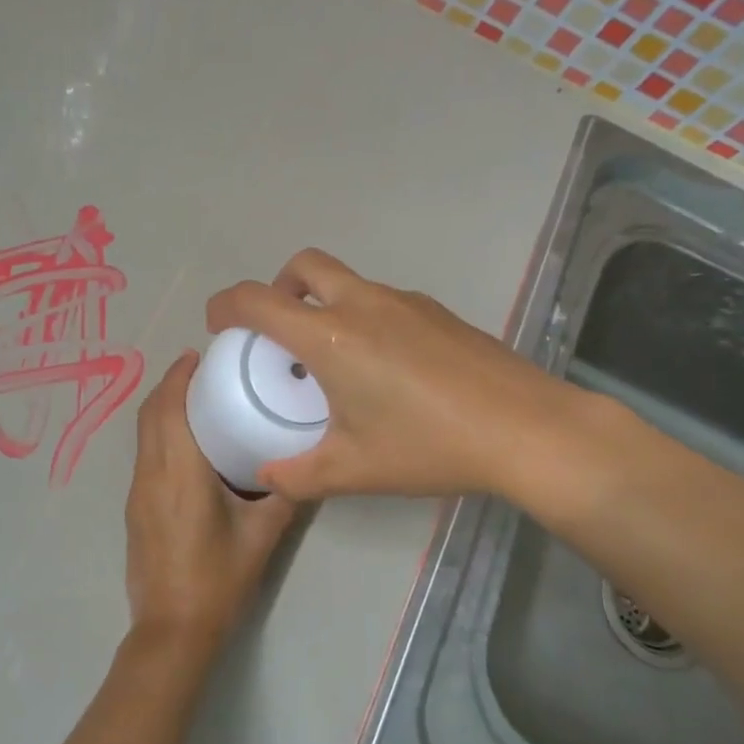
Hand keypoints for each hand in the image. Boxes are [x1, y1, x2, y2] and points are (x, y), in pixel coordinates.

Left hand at [124, 352, 298, 658]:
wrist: (171, 630)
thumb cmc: (218, 581)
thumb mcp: (261, 537)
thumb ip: (284, 496)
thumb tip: (307, 466)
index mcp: (180, 473)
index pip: (169, 409)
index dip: (178, 376)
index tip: (199, 354)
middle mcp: (151, 475)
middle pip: (150, 415)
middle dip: (170, 385)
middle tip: (204, 371)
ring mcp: (138, 493)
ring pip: (143, 435)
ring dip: (162, 408)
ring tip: (198, 399)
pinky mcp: (136, 509)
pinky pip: (144, 455)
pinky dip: (159, 433)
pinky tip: (188, 444)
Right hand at [205, 248, 596, 502]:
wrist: (526, 429)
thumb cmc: (429, 446)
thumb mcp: (353, 470)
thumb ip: (299, 475)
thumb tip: (268, 477)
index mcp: (331, 336)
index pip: (258, 301)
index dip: (226, 306)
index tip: (217, 325)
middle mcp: (364, 304)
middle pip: (304, 266)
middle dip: (277, 286)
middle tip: (277, 331)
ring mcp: (406, 302)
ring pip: (347, 282)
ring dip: (324, 304)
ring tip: (333, 360)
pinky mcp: (438, 312)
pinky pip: (383, 301)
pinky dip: (363, 317)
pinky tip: (385, 369)